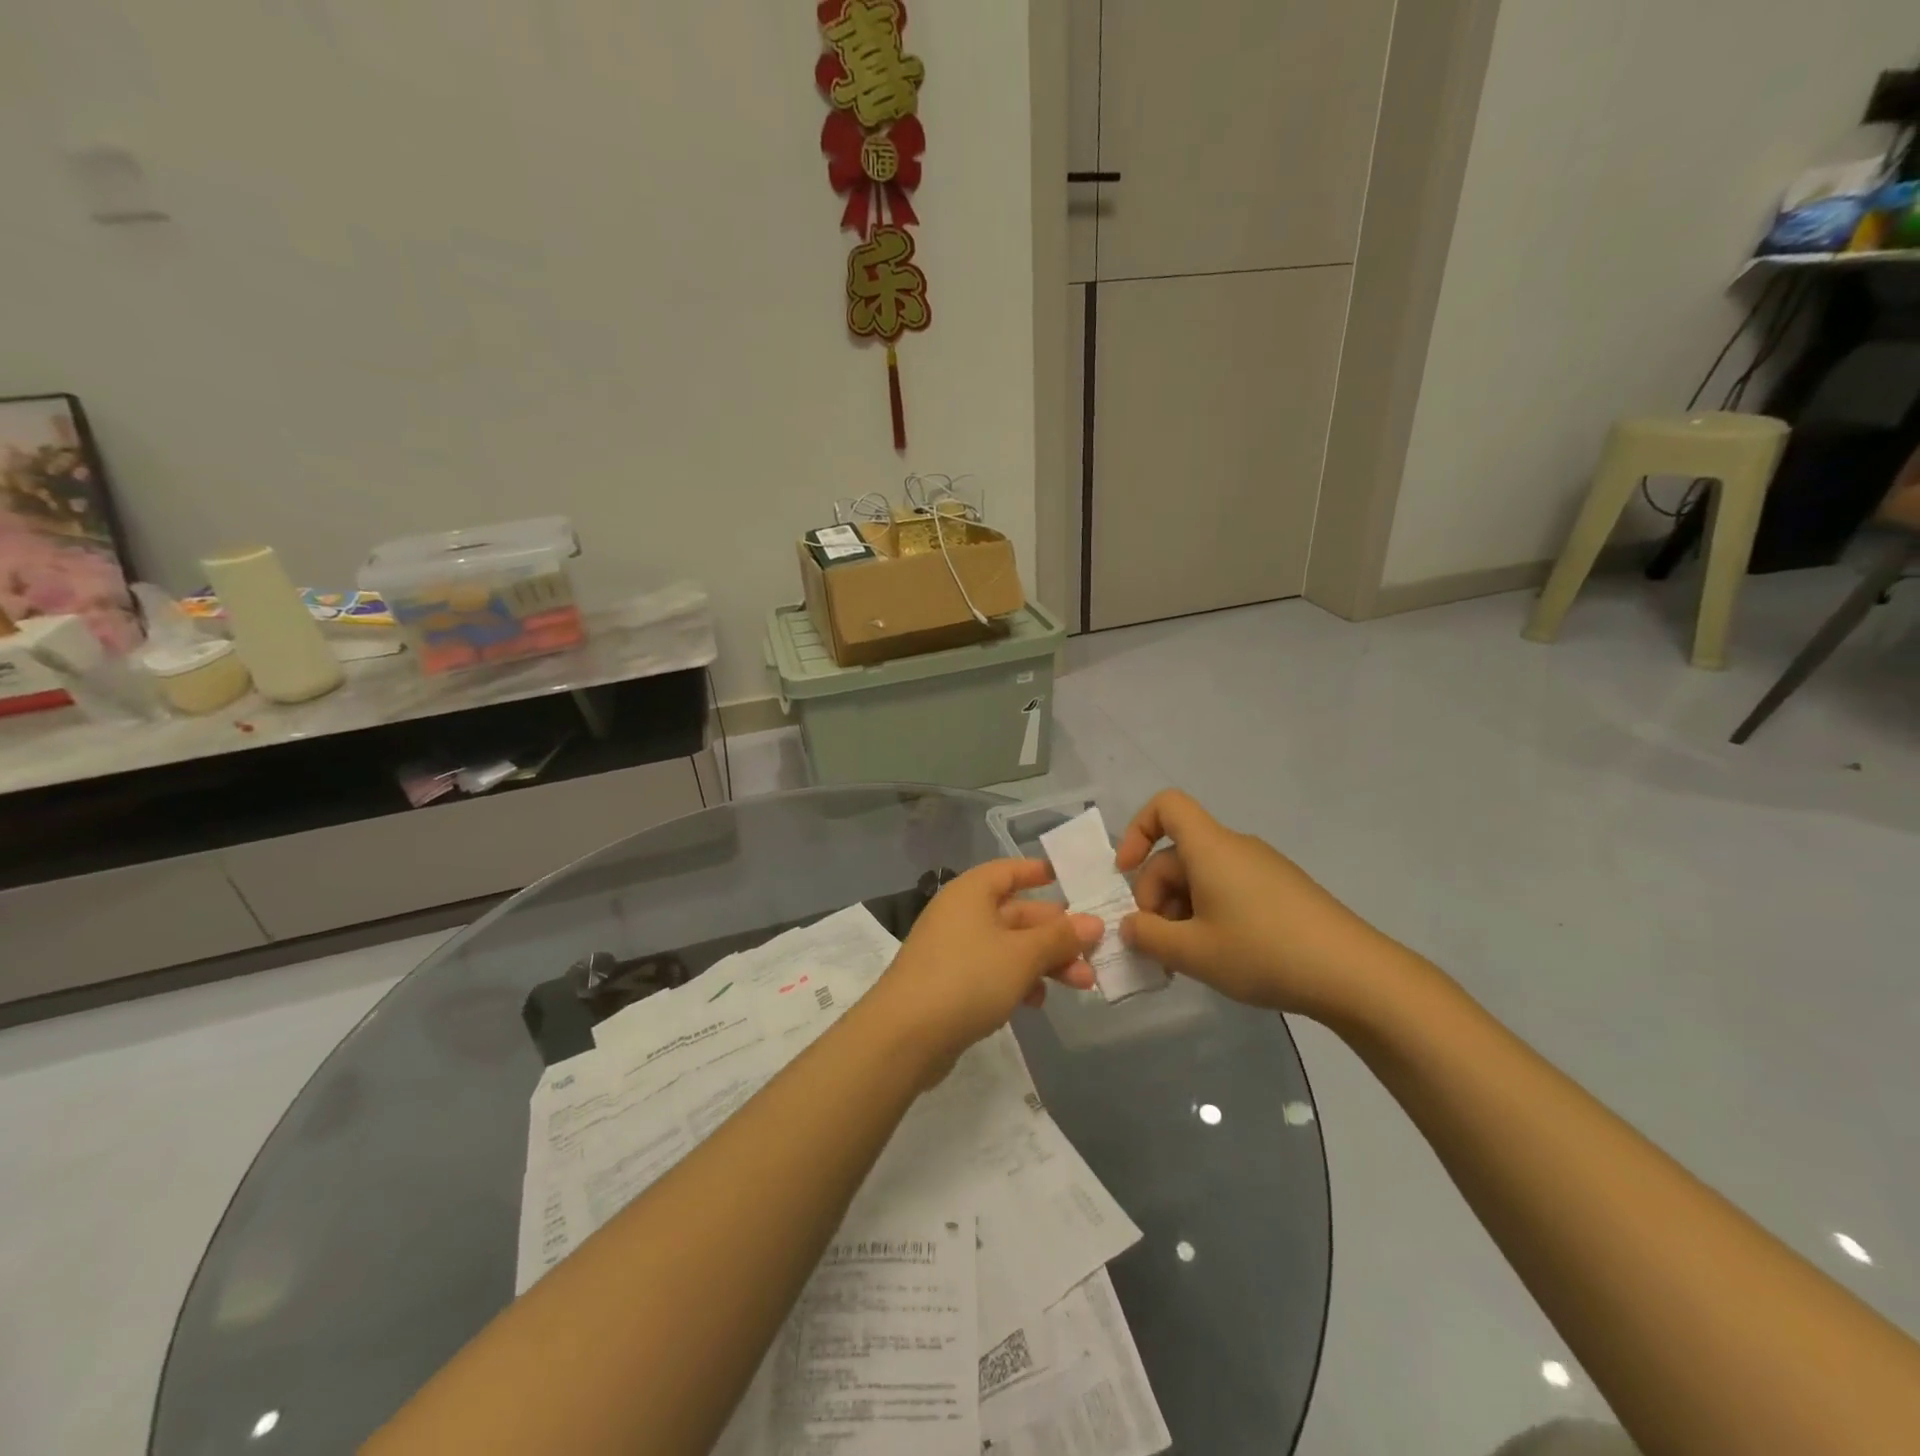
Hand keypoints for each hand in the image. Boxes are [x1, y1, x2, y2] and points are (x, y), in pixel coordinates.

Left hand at [867, 860, 1100, 1083]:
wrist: (905, 1035)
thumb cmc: (968, 978)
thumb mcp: (1022, 955)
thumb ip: (1059, 938)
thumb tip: (1093, 922)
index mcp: (971, 893)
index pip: (1008, 871)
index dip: (1036, 873)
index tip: (1067, 879)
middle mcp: (960, 914)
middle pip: (1015, 914)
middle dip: (1055, 933)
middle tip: (1093, 951)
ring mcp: (952, 950)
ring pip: (1008, 946)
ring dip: (1043, 962)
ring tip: (1081, 983)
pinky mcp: (949, 984)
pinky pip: (992, 971)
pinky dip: (1017, 981)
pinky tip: (1036, 1002)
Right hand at [1115, 790, 1405, 1019]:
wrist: (1354, 974)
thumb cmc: (1263, 952)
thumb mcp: (1192, 952)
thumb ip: (1148, 936)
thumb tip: (1130, 926)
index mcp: (1210, 847)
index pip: (1166, 806)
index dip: (1137, 831)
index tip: (1126, 873)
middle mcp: (1235, 848)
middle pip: (1178, 854)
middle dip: (1155, 895)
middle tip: (1157, 945)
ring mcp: (1263, 869)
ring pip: (1202, 877)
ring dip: (1181, 912)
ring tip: (1185, 959)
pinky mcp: (1283, 892)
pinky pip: (1229, 890)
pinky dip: (1210, 915)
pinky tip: (1220, 956)